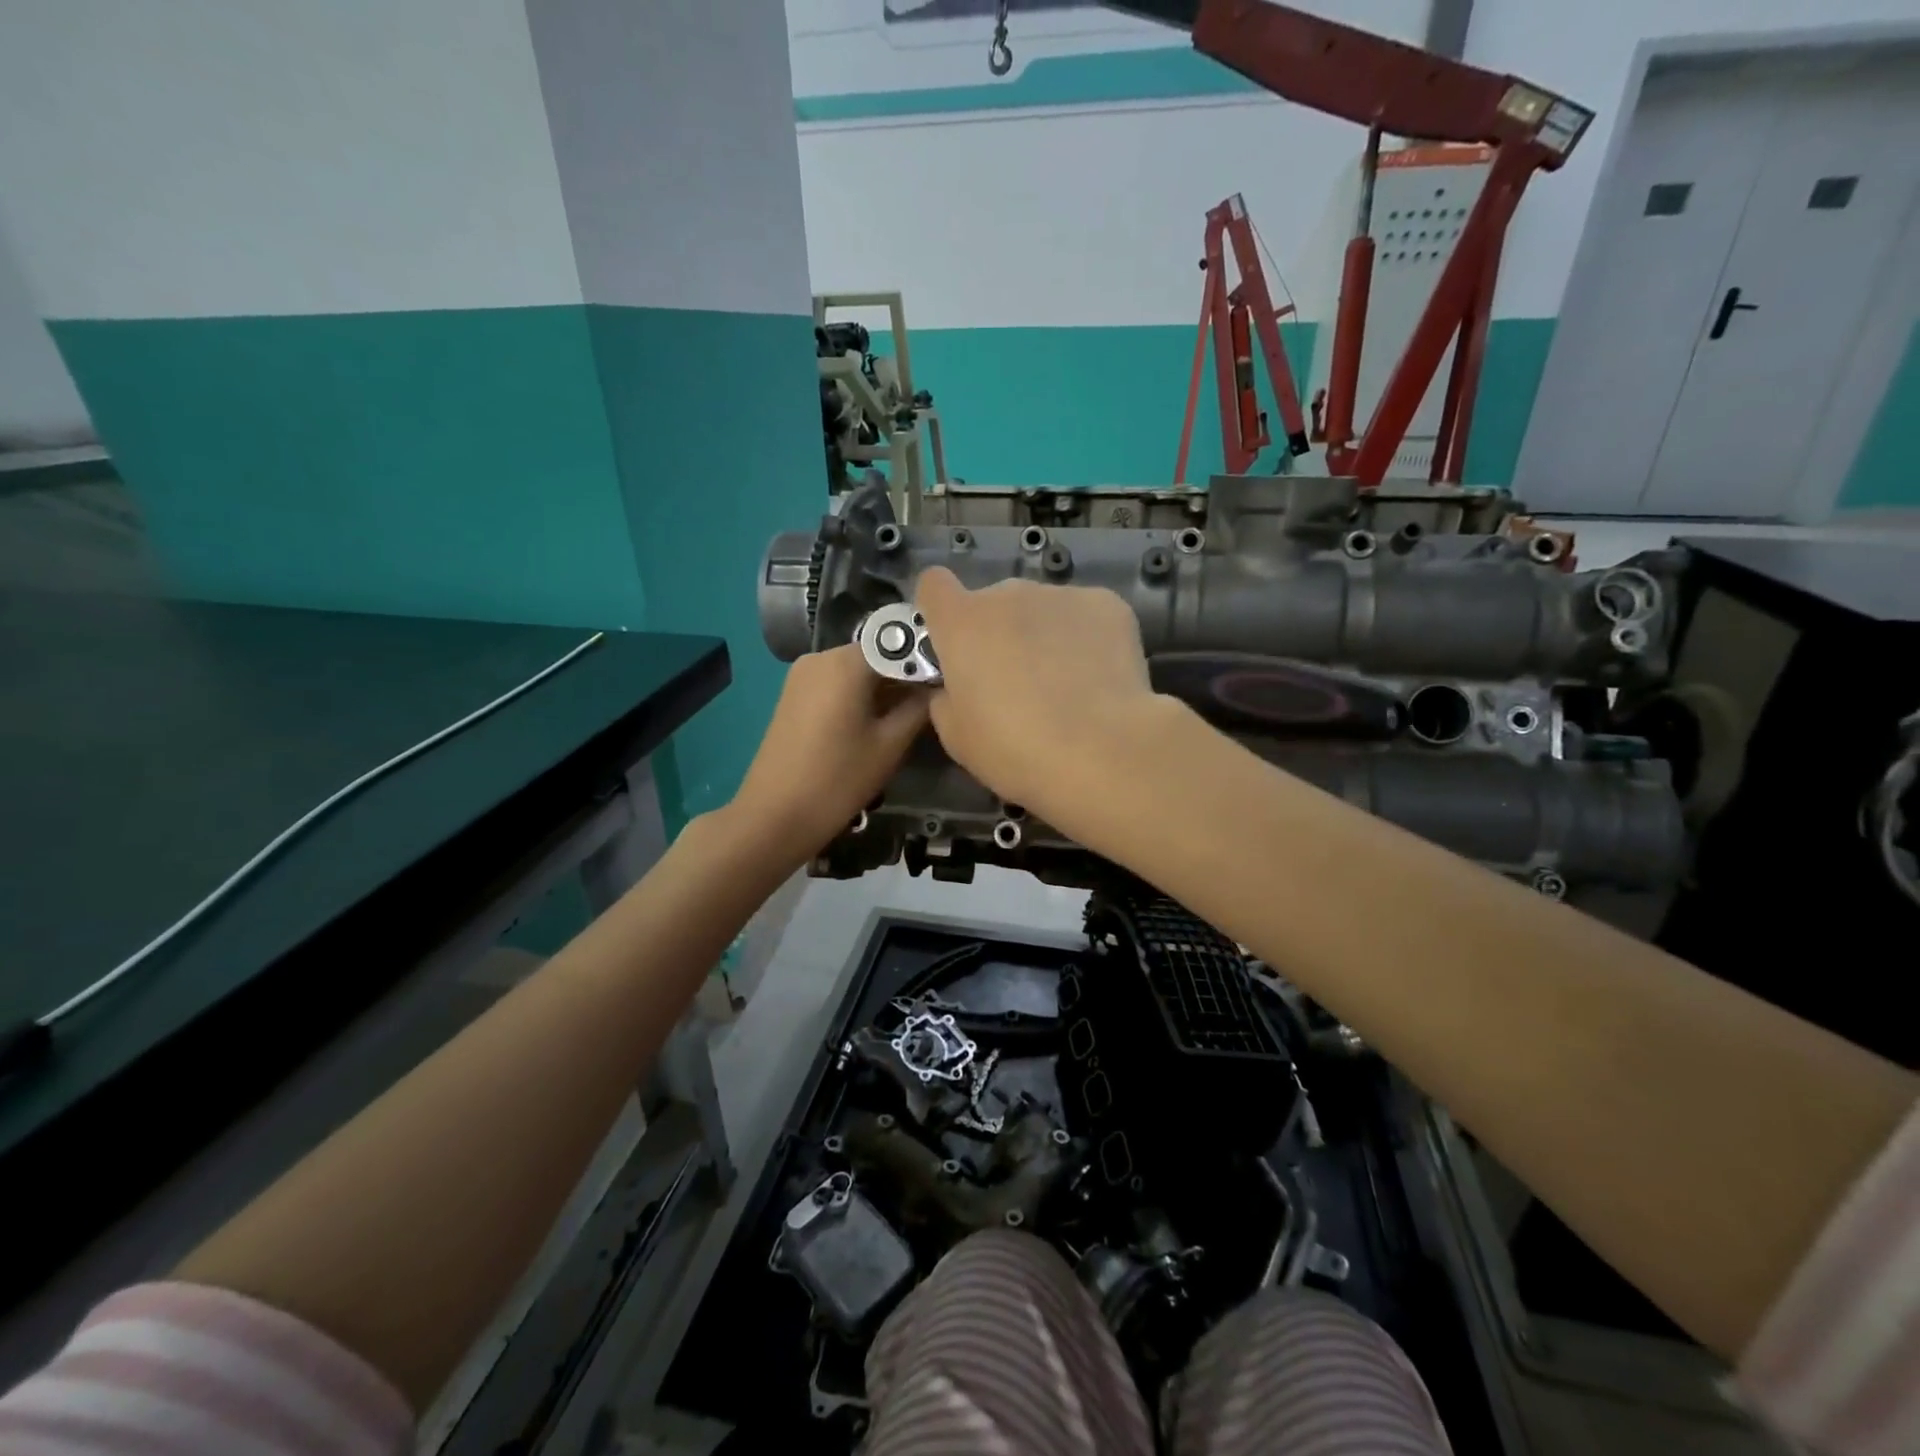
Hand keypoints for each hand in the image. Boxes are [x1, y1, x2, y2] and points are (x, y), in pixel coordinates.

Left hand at [729, 644, 929, 863]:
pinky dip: (861, 697)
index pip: (899, 644)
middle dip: (906, 675)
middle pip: (876, 655)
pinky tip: (879, 722)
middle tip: (937, 701)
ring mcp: (802, 675)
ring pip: (857, 672)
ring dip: (885, 688)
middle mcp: (821, 656)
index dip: (928, 660)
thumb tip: (940, 687)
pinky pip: (837, 685)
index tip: (952, 681)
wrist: (774, 816)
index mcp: (845, 661)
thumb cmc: (838, 778)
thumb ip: (919, 708)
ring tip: (913, 714)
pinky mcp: (793, 696)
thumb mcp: (890, 744)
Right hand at [914, 568, 1165, 822]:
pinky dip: (1085, 638)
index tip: (950, 642)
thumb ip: (947, 697)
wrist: (1101, 752)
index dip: (940, 610)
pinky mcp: (1106, 604)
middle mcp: (1008, 594)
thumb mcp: (957, 736)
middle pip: (993, 602)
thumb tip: (955, 687)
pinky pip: (1084, 616)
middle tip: (1014, 682)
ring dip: (1042, 634)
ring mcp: (1061, 595)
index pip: (934, 585)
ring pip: (1041, 609)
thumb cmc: (1015, 749)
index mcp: (962, 622)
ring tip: (1064, 684)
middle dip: (998, 632)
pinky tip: (1097, 677)